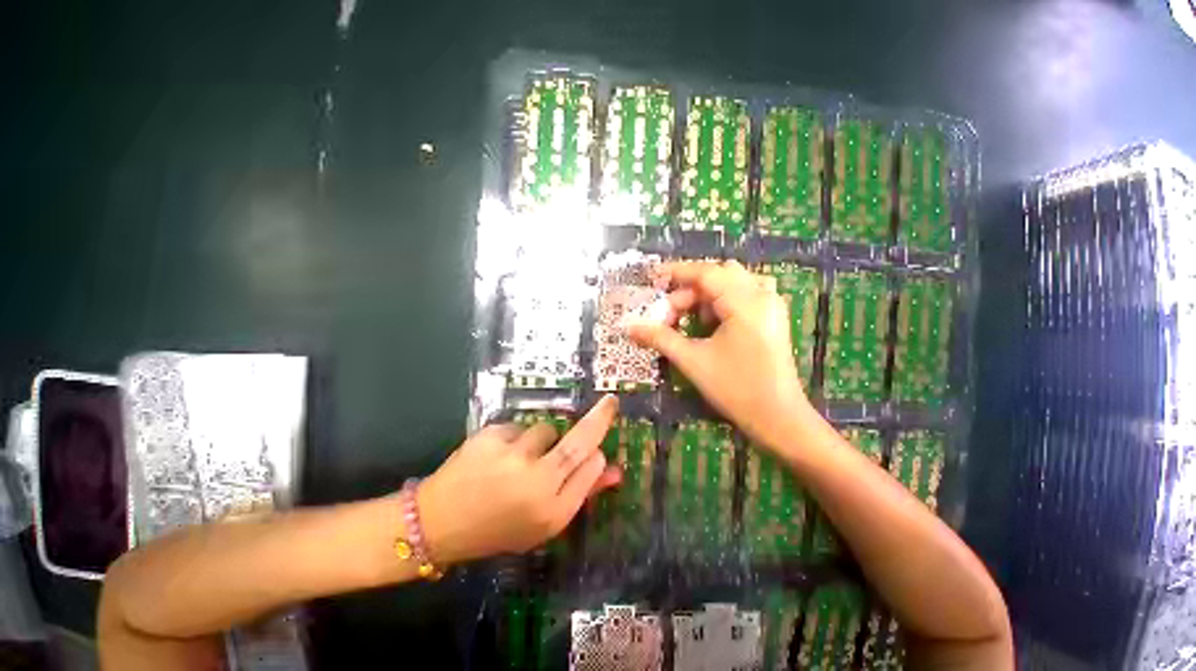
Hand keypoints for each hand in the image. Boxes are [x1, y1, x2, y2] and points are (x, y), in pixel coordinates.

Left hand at [417, 395, 621, 564]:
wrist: (441, 521)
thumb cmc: (496, 531)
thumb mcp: (541, 527)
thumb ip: (577, 496)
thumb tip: (612, 470)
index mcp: (553, 512)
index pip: (590, 472)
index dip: (598, 458)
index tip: (599, 451)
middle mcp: (537, 482)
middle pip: (578, 443)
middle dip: (598, 420)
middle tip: (609, 403)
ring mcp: (512, 456)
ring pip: (545, 430)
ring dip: (544, 439)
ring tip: (521, 459)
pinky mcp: (489, 437)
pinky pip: (516, 428)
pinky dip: (515, 438)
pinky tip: (499, 457)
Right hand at [629, 260, 812, 448]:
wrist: (778, 417)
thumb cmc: (737, 389)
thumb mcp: (694, 362)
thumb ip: (662, 339)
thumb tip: (629, 328)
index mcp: (744, 301)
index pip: (705, 273)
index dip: (676, 274)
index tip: (652, 279)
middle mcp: (762, 294)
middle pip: (720, 274)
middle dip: (692, 288)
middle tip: (670, 312)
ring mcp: (772, 306)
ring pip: (735, 283)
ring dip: (709, 295)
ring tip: (692, 321)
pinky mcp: (775, 319)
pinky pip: (748, 295)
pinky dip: (726, 302)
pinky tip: (713, 326)